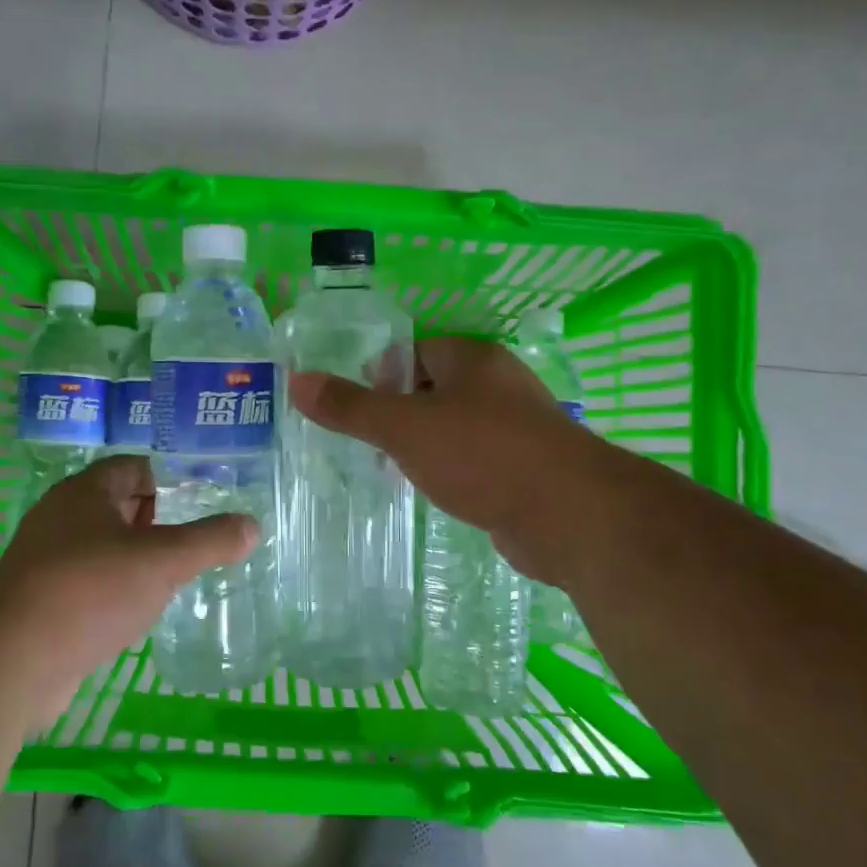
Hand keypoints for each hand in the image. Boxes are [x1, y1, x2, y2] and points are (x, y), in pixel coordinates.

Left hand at [0, 456, 256, 724]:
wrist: (10, 662)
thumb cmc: (90, 591)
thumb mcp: (163, 561)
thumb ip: (210, 541)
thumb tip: (252, 525)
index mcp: (85, 491)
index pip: (135, 467)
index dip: (171, 479)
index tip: (205, 501)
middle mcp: (61, 517)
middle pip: (119, 505)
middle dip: (158, 519)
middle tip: (198, 539)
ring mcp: (46, 560)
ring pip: (104, 546)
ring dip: (137, 557)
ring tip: (177, 574)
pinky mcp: (41, 601)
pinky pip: (89, 582)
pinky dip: (115, 589)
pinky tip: (138, 610)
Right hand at [290, 336, 595, 585]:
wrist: (568, 515)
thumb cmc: (482, 454)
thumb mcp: (405, 427)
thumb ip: (351, 407)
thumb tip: (298, 380)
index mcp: (472, 359)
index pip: (416, 351)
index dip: (382, 375)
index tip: (358, 410)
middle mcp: (498, 385)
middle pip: (434, 389)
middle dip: (399, 415)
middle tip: (368, 445)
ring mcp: (517, 428)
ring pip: (455, 427)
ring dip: (424, 446)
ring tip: (392, 472)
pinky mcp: (526, 468)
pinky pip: (476, 460)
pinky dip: (452, 472)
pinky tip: (434, 494)